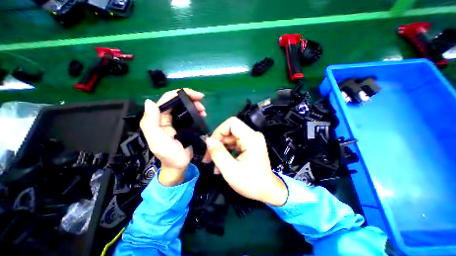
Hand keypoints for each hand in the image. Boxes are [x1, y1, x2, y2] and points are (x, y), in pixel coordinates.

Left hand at [140, 88, 207, 185]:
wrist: (179, 166)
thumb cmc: (169, 156)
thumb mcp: (158, 142)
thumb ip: (151, 123)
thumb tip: (150, 102)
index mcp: (158, 119)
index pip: (168, 100)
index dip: (181, 93)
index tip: (196, 95)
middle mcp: (166, 117)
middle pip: (177, 101)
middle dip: (190, 99)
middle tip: (202, 104)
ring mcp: (176, 121)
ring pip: (184, 107)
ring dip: (195, 106)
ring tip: (203, 111)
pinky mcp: (184, 126)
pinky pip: (189, 115)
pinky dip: (196, 112)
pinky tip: (202, 115)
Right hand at [205, 116, 285, 205]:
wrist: (267, 191)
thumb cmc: (251, 183)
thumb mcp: (230, 170)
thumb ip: (218, 153)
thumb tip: (208, 140)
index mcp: (251, 138)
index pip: (232, 123)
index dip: (219, 131)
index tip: (211, 145)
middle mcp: (252, 136)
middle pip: (230, 131)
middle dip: (217, 142)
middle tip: (208, 157)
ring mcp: (251, 140)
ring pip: (230, 138)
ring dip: (220, 149)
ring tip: (213, 163)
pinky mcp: (249, 146)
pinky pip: (234, 144)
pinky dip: (226, 152)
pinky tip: (220, 164)